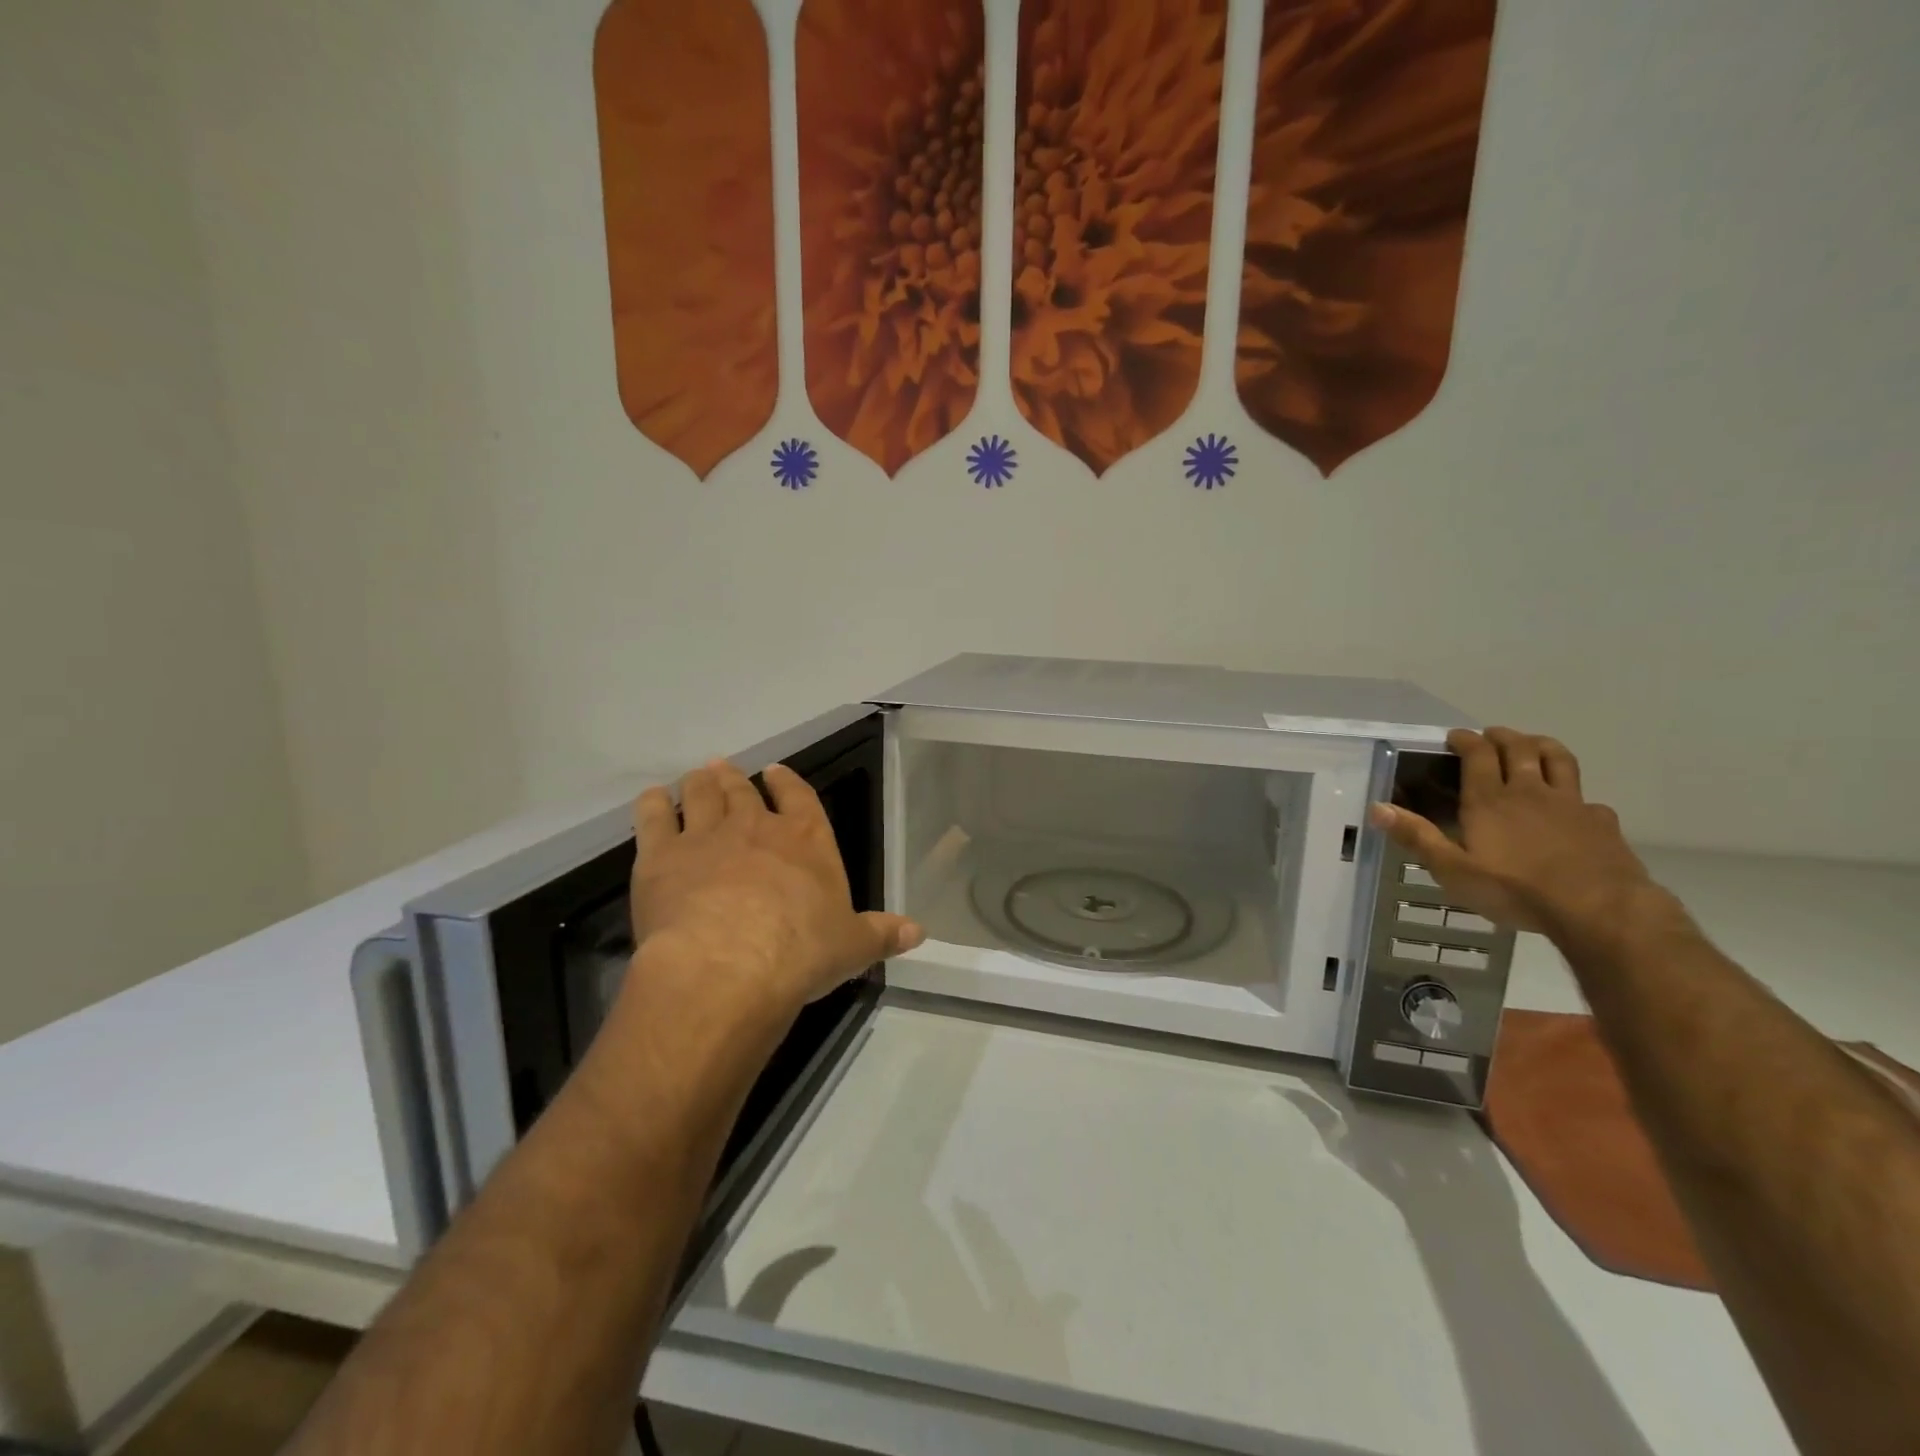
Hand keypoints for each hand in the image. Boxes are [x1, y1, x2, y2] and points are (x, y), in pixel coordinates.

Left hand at [629, 759, 923, 1016]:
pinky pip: (653, 817)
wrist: (728, 965)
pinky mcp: (660, 856)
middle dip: (735, 779)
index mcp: (805, 840)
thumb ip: (882, 934)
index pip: (799, 797)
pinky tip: (653, 799)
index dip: (786, 782)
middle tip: (725, 769)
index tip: (774, 771)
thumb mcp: (852, 947)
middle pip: (742, 792)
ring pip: (700, 795)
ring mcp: (705, 836)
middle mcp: (755, 827)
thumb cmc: (800, 953)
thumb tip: (919, 932)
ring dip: (699, 783)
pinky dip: (653, 804)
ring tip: (697, 777)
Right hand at [1368, 728, 1654, 935]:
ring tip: (1533, 745)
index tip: (1454, 736)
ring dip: (1543, 746)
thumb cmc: (1516, 889)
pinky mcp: (1601, 823)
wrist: (1598, 909)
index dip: (1465, 740)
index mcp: (1489, 800)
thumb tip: (1376, 807)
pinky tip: (1575, 808)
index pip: (1477, 754)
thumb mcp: (1453, 870)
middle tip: (1491, 735)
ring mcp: (1570, 804)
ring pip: (1558, 760)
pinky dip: (1577, 796)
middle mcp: (1529, 791)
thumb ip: (1417, 837)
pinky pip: (1588, 800)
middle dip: (1503, 736)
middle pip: (1519, 748)